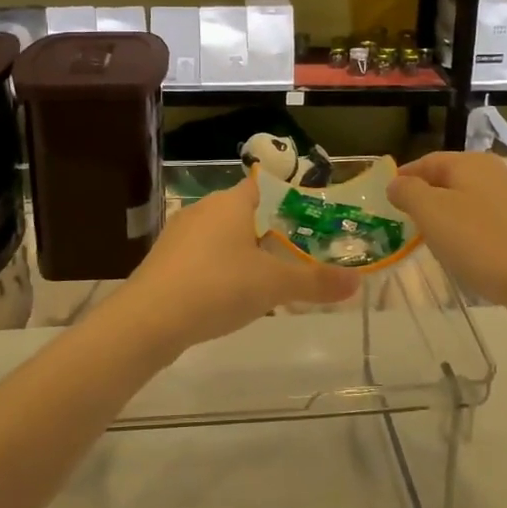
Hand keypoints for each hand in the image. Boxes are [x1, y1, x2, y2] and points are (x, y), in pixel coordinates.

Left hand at [106, 177, 359, 356]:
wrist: (149, 319)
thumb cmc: (217, 287)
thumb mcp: (274, 285)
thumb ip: (316, 282)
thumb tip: (357, 282)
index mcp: (231, 202)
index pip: (266, 187)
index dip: (290, 202)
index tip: (311, 223)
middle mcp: (204, 209)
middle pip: (246, 213)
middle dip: (271, 233)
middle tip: (298, 256)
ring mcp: (179, 234)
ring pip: (222, 236)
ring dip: (244, 253)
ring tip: (269, 280)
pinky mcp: (164, 261)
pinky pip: (202, 258)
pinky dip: (220, 270)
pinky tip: (229, 297)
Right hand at [388, 151, 506, 315]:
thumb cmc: (479, 241)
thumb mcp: (431, 212)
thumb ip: (408, 192)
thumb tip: (397, 183)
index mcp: (471, 162)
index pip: (427, 161)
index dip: (405, 177)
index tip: (387, 199)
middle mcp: (495, 172)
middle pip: (449, 179)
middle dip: (426, 196)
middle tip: (405, 220)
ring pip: (468, 200)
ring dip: (447, 214)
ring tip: (431, 238)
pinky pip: (486, 220)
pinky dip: (468, 230)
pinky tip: (464, 251)